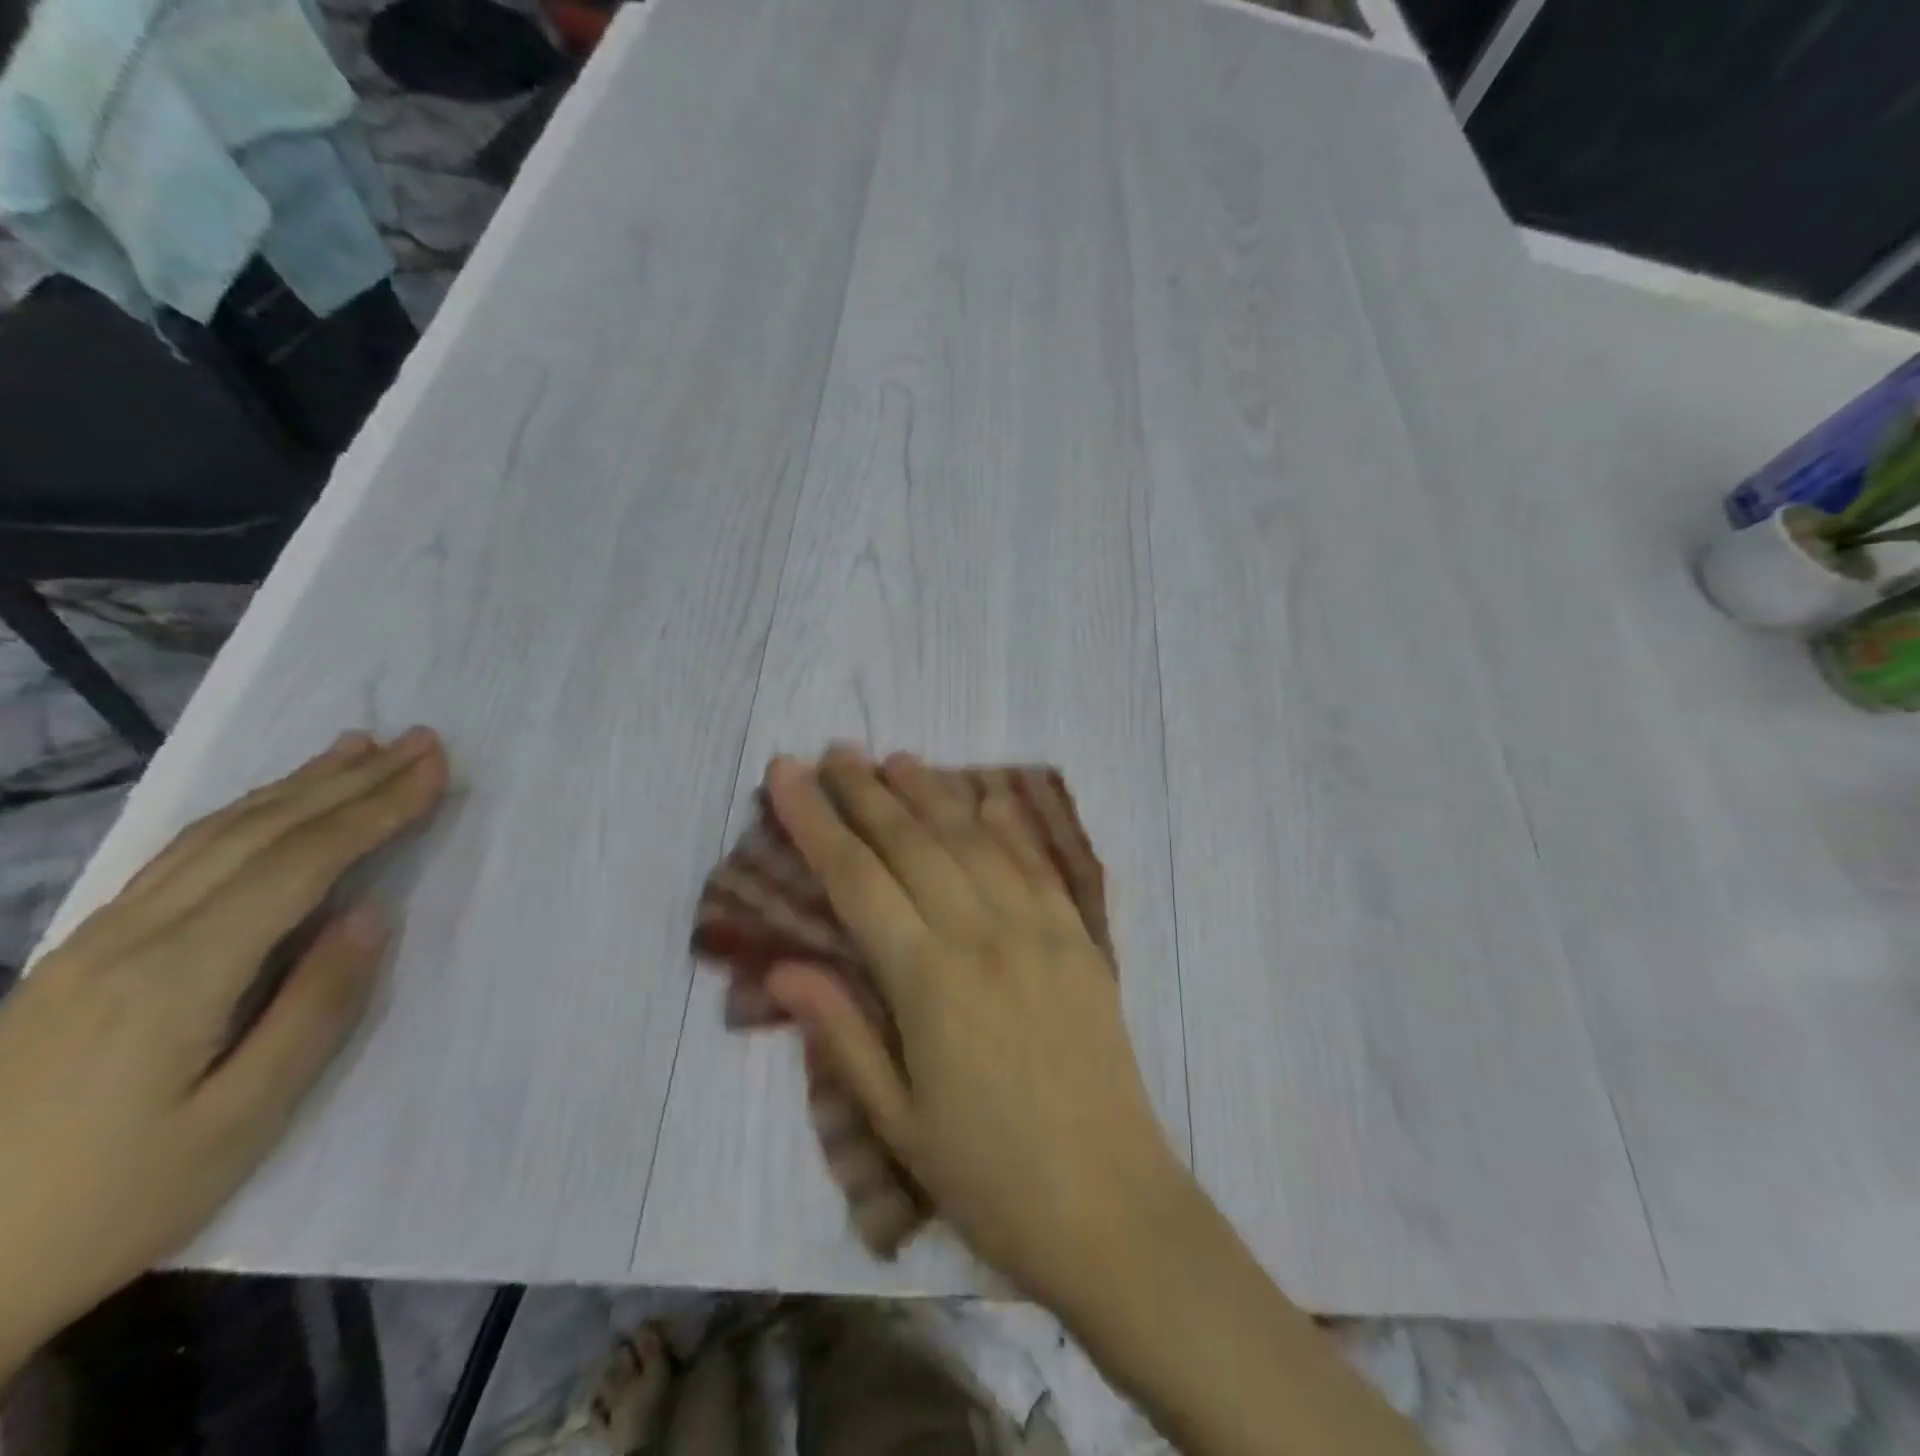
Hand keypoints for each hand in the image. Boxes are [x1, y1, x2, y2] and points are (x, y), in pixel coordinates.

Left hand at [0, 728, 447, 1375]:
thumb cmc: (113, 1200)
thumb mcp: (239, 1122)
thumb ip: (314, 1010)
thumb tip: (372, 915)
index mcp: (180, 974)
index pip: (301, 863)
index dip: (375, 809)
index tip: (434, 769)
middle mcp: (134, 936)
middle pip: (260, 833)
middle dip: (348, 780)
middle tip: (417, 741)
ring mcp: (96, 941)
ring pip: (214, 836)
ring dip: (296, 785)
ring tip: (355, 749)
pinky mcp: (82, 955)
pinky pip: (179, 858)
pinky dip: (241, 816)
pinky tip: (266, 807)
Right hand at [762, 749, 1181, 1313]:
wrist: (1111, 1207)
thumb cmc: (989, 1177)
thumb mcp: (897, 1122)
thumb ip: (842, 1032)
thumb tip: (783, 966)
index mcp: (929, 981)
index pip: (856, 878)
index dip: (815, 820)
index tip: (786, 772)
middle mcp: (982, 936)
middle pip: (912, 842)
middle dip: (866, 792)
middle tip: (835, 751)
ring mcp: (1039, 931)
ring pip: (974, 840)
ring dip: (932, 793)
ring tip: (897, 759)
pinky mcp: (1080, 940)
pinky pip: (1038, 865)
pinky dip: (1008, 824)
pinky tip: (986, 796)